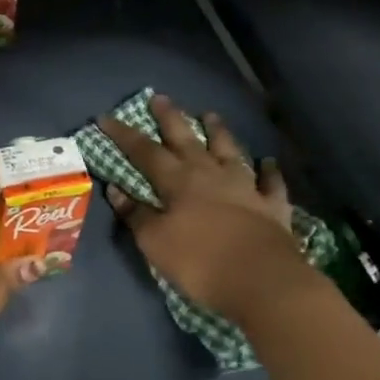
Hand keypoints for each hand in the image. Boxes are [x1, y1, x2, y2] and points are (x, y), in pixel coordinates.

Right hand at [98, 93, 298, 310]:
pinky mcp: (273, 207)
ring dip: (218, 132)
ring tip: (210, 115)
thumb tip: (116, 190)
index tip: (106, 117)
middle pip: (187, 140)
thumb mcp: (155, 242)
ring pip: (229, 152)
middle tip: (160, 97)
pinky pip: (270, 183)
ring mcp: (246, 188)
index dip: (124, 134)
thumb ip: (137, 214)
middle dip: (171, 118)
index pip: (145, 151)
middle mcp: (211, 175)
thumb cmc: (200, 262)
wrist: (264, 282)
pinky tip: (266, 163)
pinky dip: (268, 171)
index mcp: (178, 182)